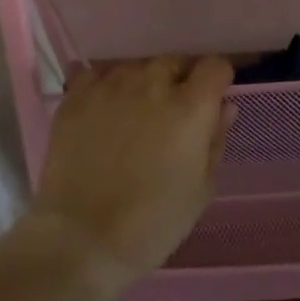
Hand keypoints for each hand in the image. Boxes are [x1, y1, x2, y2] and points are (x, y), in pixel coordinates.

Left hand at [27, 55, 233, 290]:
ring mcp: (110, 86)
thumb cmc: (152, 223)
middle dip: (179, 79)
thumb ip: (215, 140)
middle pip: (174, 61)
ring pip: (135, 65)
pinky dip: (106, 84)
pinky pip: (97, 73)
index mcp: (190, 107)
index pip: (214, 65)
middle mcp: (152, 84)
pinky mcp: (76, 96)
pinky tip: (104, 108)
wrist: (81, 239)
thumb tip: (223, 107)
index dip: (217, 80)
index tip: (212, 99)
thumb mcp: (201, 189)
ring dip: (142, 82)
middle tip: (172, 112)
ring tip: (135, 110)